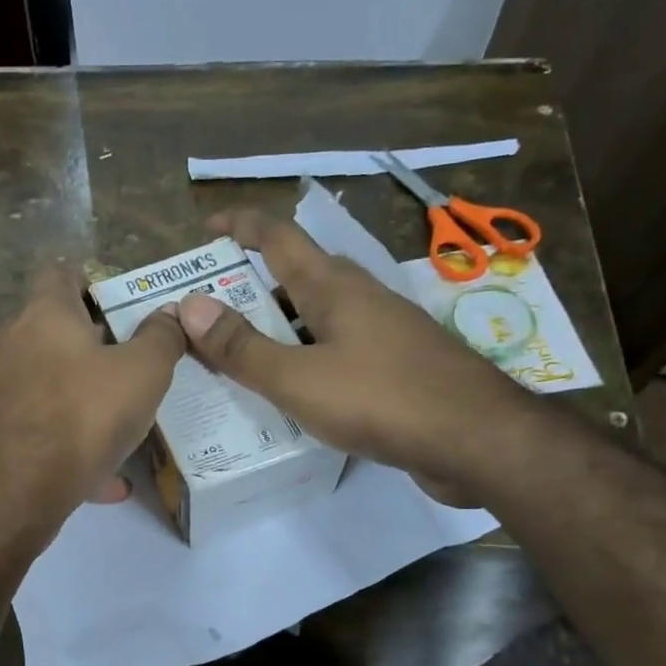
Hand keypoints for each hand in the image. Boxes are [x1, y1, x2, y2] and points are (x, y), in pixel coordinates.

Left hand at [0, 262, 186, 548]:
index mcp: (45, 315)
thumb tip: (169, 314)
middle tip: (132, 368)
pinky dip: (70, 447)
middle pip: (53, 333)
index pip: (61, 273)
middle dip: (93, 348)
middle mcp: (10, 344)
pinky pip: (40, 432)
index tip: (119, 303)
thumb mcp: (142, 373)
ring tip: (123, 426)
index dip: (91, 280)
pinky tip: (105, 480)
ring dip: (83, 402)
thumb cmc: (80, 416)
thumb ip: (161, 339)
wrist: (8, 492)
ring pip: (49, 388)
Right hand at [178, 210, 543, 494]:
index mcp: (333, 287)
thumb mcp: (297, 378)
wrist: (478, 440)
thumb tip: (187, 306)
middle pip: (298, 277)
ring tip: (240, 355)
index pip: (278, 237)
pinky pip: (338, 349)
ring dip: (279, 326)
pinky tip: (293, 391)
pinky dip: (306, 358)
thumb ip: (241, 347)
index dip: (240, 226)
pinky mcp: (398, 366)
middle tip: (211, 313)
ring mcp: (384, 331)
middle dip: (252, 286)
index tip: (207, 228)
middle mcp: (360, 298)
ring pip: (318, 316)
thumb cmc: (382, 400)